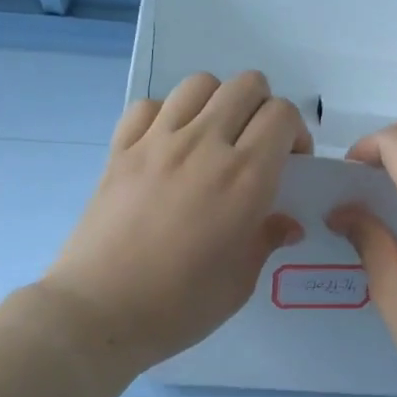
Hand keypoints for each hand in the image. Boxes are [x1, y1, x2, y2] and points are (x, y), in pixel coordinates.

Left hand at [39, 71, 309, 377]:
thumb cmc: (180, 305)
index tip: (290, 165)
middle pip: (246, 85)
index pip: (282, 115)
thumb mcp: (240, 281)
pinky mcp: (120, 150)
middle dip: (262, 108)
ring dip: (217, 103)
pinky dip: (166, 114)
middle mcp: (204, 145)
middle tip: (256, 147)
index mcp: (245, 177)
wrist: (100, 312)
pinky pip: (149, 105)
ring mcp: (156, 142)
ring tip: (213, 139)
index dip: (295, 133)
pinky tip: (167, 146)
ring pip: (198, 84)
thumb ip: (266, 240)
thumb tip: (287, 223)